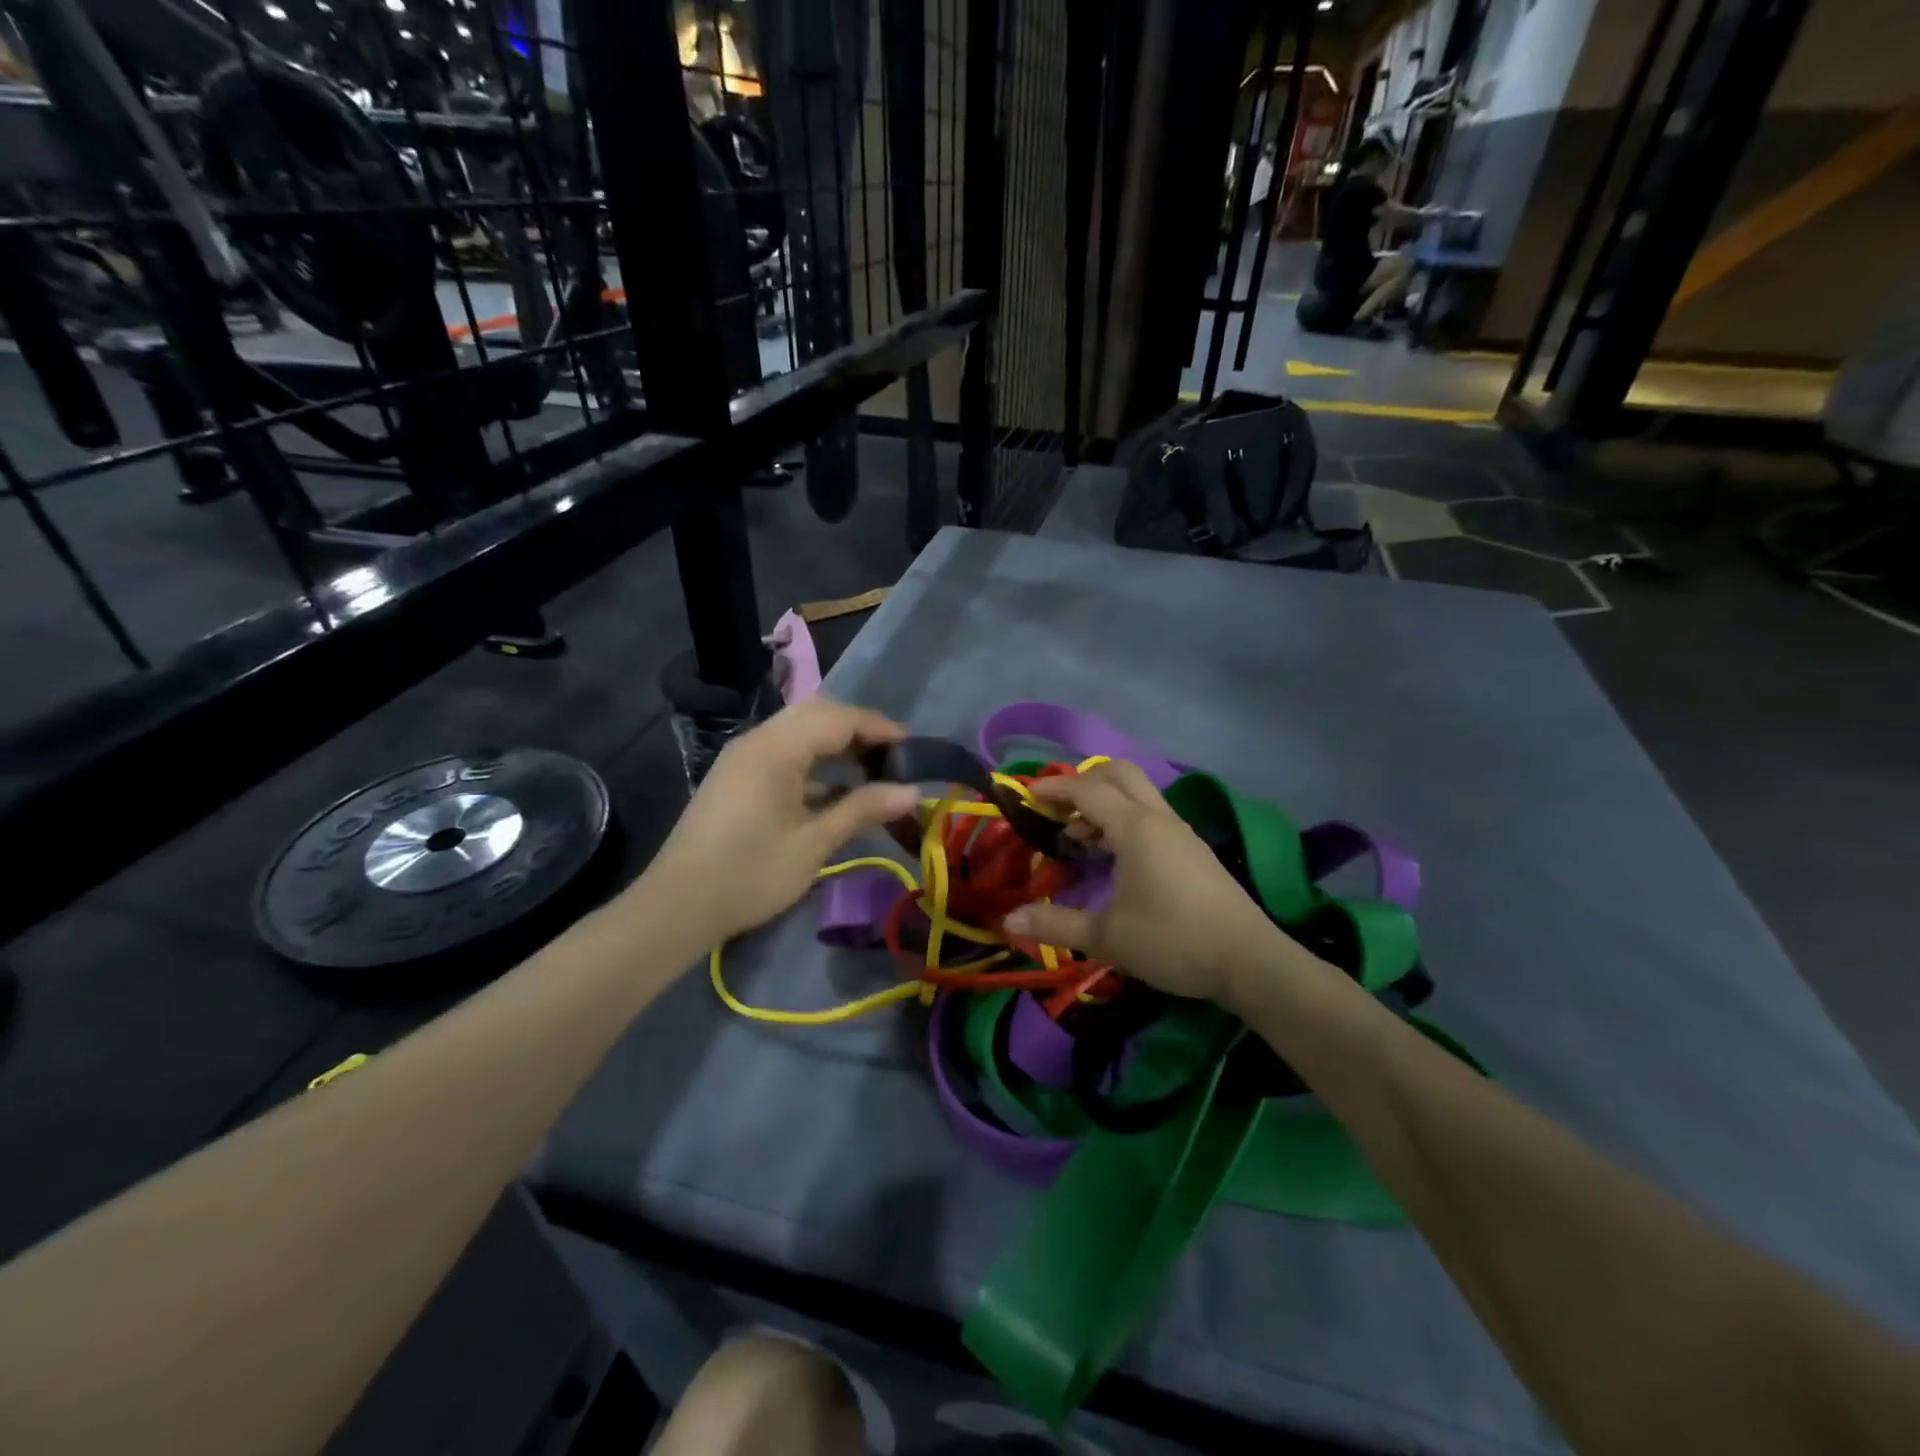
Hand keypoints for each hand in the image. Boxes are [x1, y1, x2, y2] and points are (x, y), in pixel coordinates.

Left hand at [645, 698, 919, 942]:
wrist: (677, 906)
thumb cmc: (750, 874)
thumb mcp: (813, 844)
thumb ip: (863, 809)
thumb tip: (913, 791)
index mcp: (775, 749)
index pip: (838, 718)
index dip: (879, 728)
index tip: (913, 749)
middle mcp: (758, 740)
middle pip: (817, 714)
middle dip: (859, 730)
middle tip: (894, 757)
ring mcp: (744, 757)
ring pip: (800, 731)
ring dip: (837, 743)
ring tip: (873, 770)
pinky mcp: (738, 777)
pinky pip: (784, 752)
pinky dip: (815, 761)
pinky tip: (838, 789)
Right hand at [1002, 762, 1293, 1006]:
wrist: (1249, 961)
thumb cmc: (1174, 941)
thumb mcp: (1107, 938)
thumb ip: (1056, 924)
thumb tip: (1008, 919)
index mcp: (1135, 828)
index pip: (1087, 790)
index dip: (1054, 789)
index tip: (1026, 797)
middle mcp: (1158, 818)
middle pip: (1119, 774)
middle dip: (1083, 782)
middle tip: (1056, 808)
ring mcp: (1180, 832)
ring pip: (1138, 793)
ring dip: (1105, 801)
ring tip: (1078, 836)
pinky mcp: (1193, 850)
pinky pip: (1151, 814)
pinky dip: (1124, 818)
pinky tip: (1114, 855)